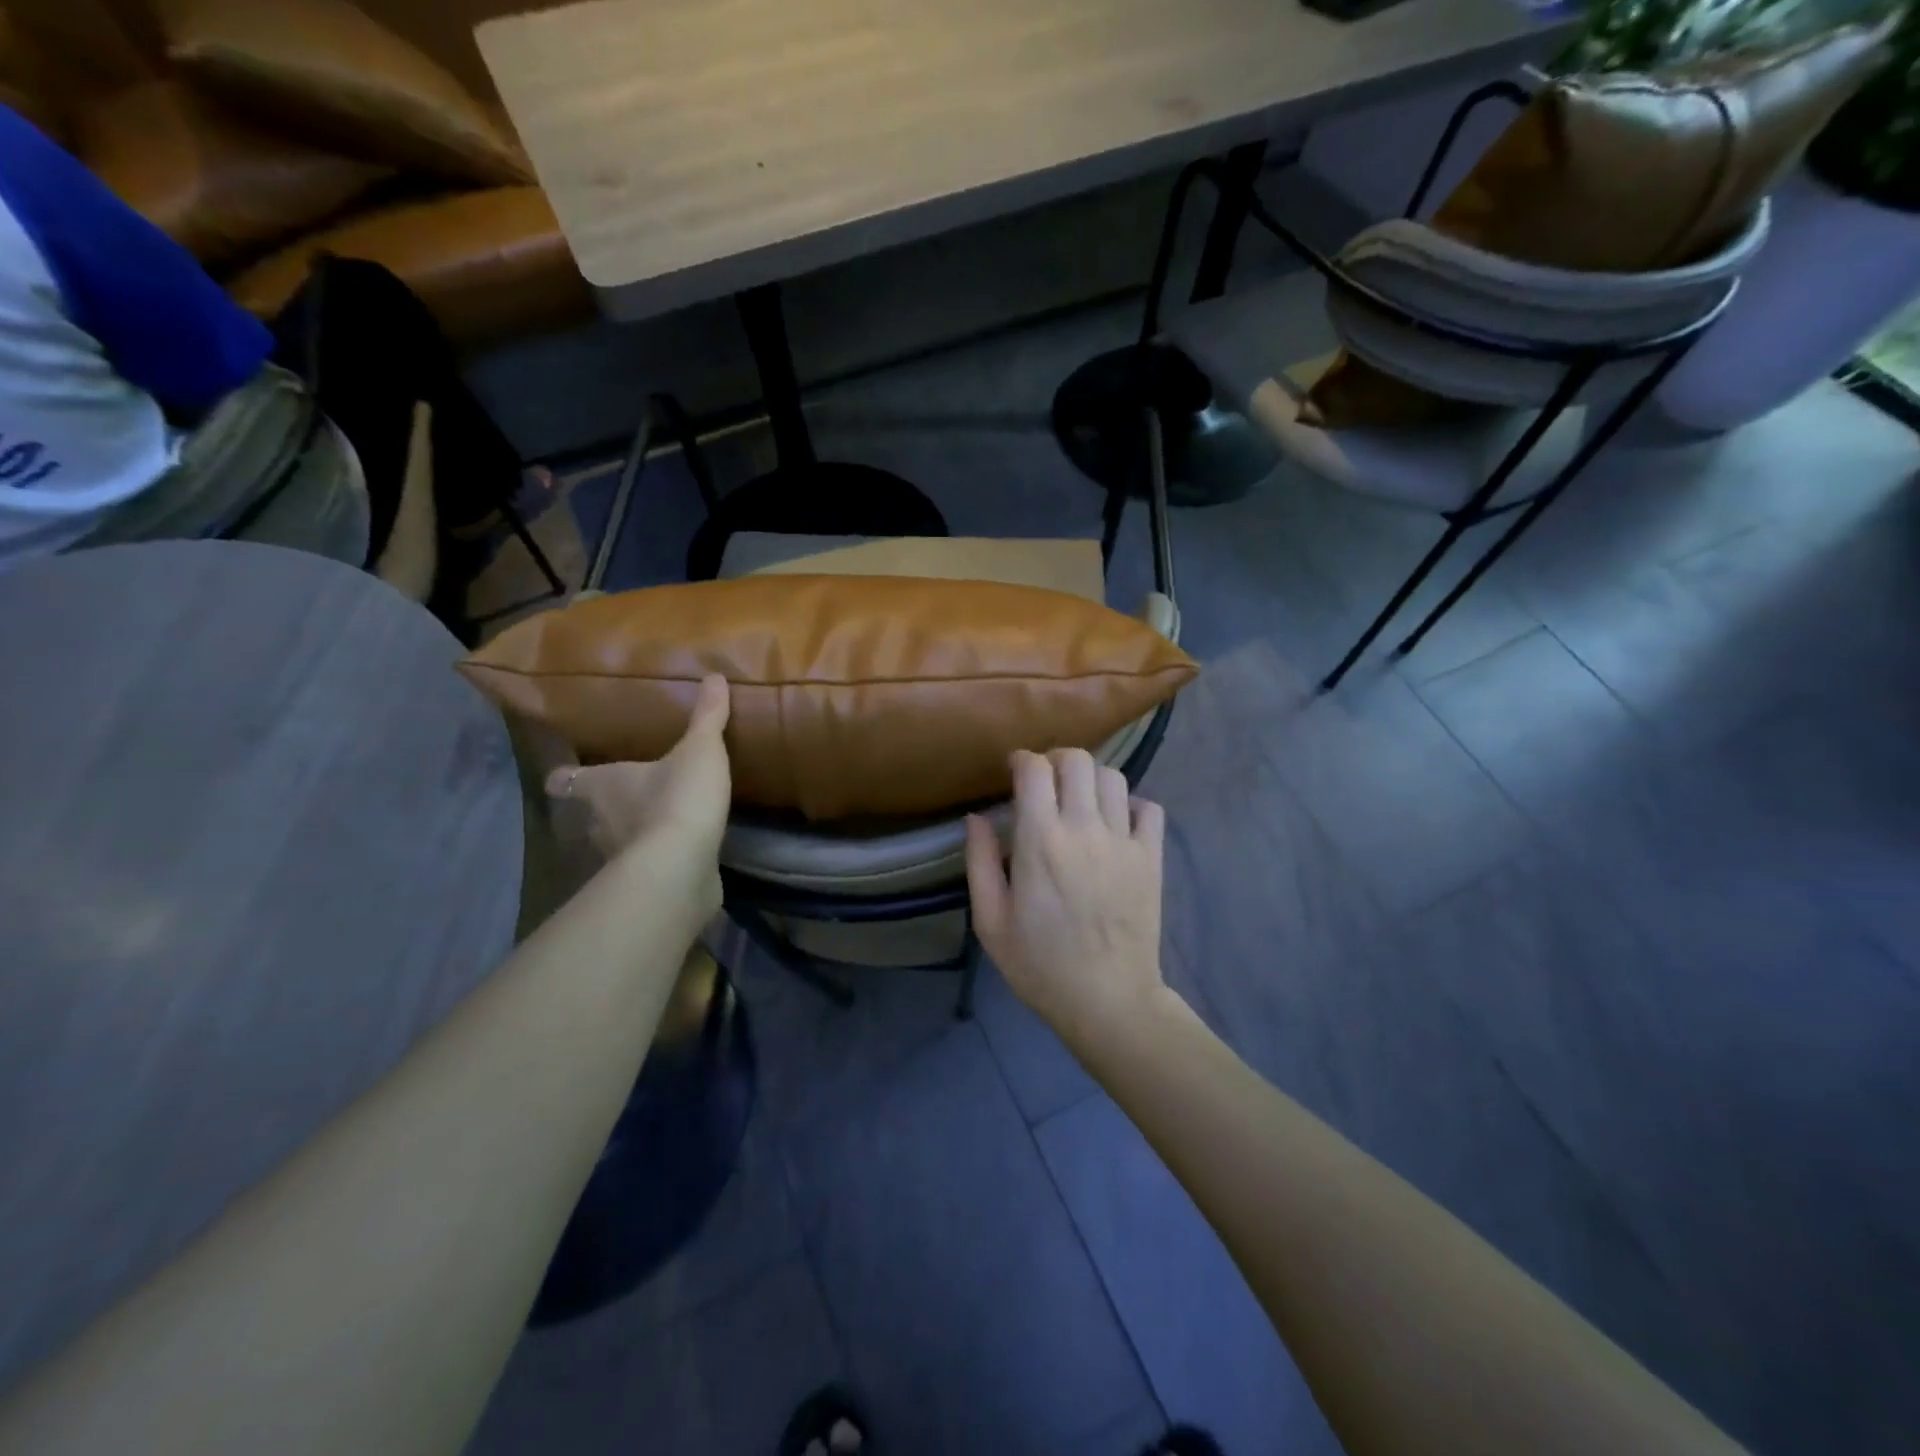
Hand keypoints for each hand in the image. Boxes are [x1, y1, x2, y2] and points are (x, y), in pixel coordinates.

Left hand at [545, 674, 731, 874]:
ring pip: (615, 840)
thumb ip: (707, 717)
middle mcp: (599, 820)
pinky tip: (680, 850)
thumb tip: (714, 676)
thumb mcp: (699, 750)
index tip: (565, 773)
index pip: (565, 779)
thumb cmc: (677, 797)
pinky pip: (647, 864)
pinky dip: (658, 857)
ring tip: (658, 820)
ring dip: (632, 832)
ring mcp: (618, 856)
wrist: (681, 866)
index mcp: (601, 785)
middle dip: (605, 803)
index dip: (565, 775)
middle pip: (589, 811)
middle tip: (627, 792)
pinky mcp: (645, 882)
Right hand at [965, 748, 1167, 1043]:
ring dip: (1090, 779)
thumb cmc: (1040, 964)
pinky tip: (1115, 823)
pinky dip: (1131, 804)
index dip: (1021, 760)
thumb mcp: (990, 922)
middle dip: (1055, 760)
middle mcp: (1084, 829)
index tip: (1013, 773)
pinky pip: (1149, 807)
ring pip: (1113, 777)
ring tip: (1078, 802)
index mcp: (1040, 841)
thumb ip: (980, 863)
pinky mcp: (1151, 857)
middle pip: (1077, 760)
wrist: (1108, 1000)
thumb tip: (977, 817)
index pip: (1034, 769)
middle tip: (1044, 783)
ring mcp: (1123, 840)